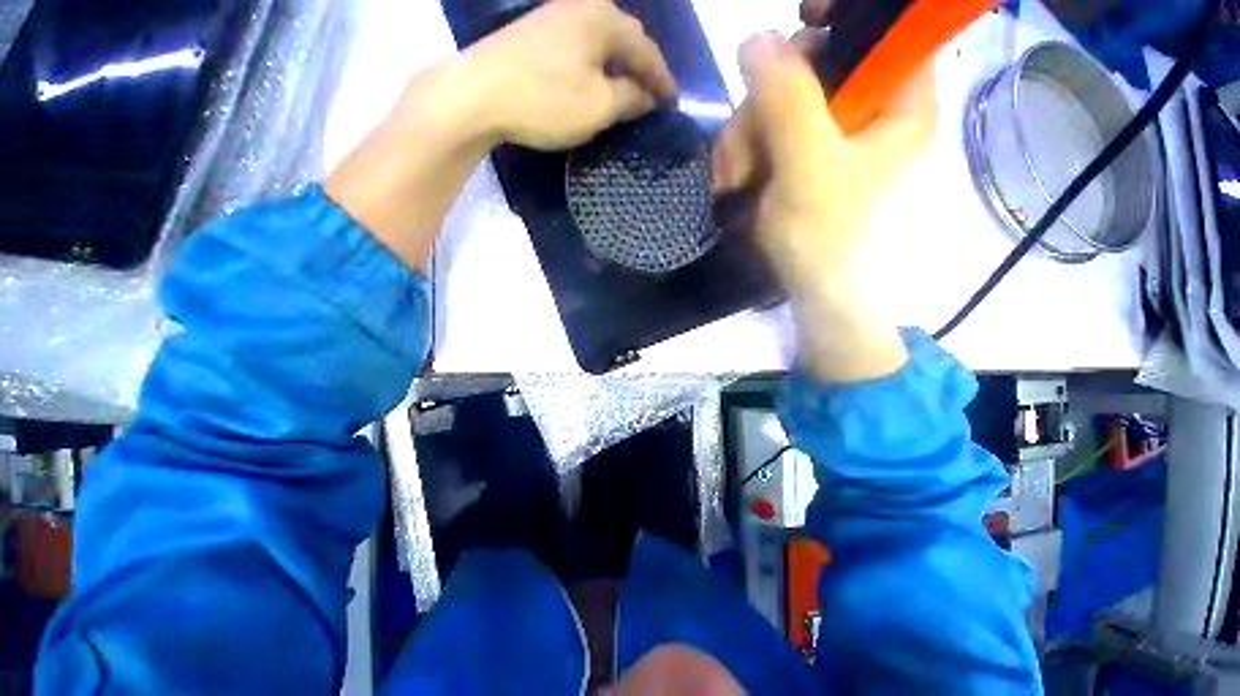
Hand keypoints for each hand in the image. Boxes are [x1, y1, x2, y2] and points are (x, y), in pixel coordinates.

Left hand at [463, 0, 676, 149]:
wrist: (478, 93)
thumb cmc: (546, 101)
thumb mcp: (598, 107)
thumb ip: (629, 99)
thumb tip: (646, 95)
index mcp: (603, 20)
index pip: (646, 50)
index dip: (662, 79)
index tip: (673, 101)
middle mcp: (582, 6)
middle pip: (625, 36)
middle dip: (642, 67)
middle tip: (652, 93)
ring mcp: (556, 14)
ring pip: (602, 39)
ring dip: (619, 64)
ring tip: (628, 87)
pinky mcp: (537, 30)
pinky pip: (581, 44)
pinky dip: (596, 63)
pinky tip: (595, 78)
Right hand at [713, 6, 936, 380]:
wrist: (811, 290)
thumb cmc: (824, 236)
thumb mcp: (807, 166)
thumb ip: (786, 101)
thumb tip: (754, 38)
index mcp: (897, 104)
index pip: (884, 31)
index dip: (844, 16)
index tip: (802, 18)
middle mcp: (866, 112)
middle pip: (815, 66)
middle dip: (767, 102)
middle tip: (745, 146)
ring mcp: (829, 138)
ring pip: (780, 103)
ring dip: (746, 136)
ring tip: (734, 178)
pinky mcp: (800, 160)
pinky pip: (767, 134)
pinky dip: (744, 154)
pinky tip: (735, 181)